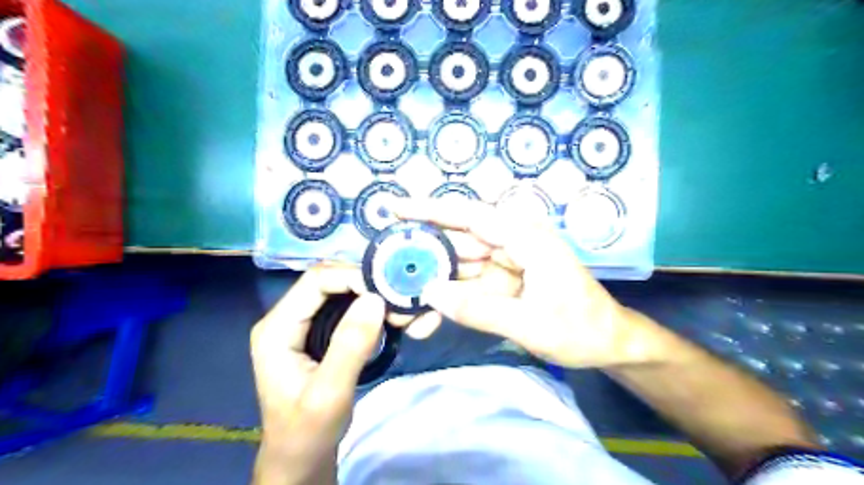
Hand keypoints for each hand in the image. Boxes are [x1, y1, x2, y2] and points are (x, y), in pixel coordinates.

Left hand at [249, 263, 383, 482]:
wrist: (302, 457)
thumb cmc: (308, 431)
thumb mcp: (329, 393)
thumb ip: (350, 346)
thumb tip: (375, 299)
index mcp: (277, 327)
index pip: (316, 281)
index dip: (353, 277)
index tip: (389, 291)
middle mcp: (289, 317)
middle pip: (333, 281)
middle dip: (369, 287)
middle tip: (402, 302)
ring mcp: (305, 323)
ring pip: (345, 293)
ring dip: (376, 298)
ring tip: (405, 312)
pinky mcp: (322, 332)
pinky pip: (351, 308)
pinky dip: (376, 310)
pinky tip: (397, 320)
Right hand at [397, 197, 663, 367]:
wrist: (608, 344)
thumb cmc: (580, 329)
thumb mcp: (531, 324)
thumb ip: (479, 310)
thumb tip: (430, 294)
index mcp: (525, 238)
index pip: (469, 216)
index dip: (429, 210)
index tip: (393, 209)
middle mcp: (512, 243)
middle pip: (457, 242)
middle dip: (422, 258)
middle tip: (385, 270)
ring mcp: (506, 264)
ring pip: (458, 268)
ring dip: (431, 285)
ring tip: (400, 306)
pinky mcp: (502, 283)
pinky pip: (468, 288)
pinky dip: (449, 303)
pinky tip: (426, 321)